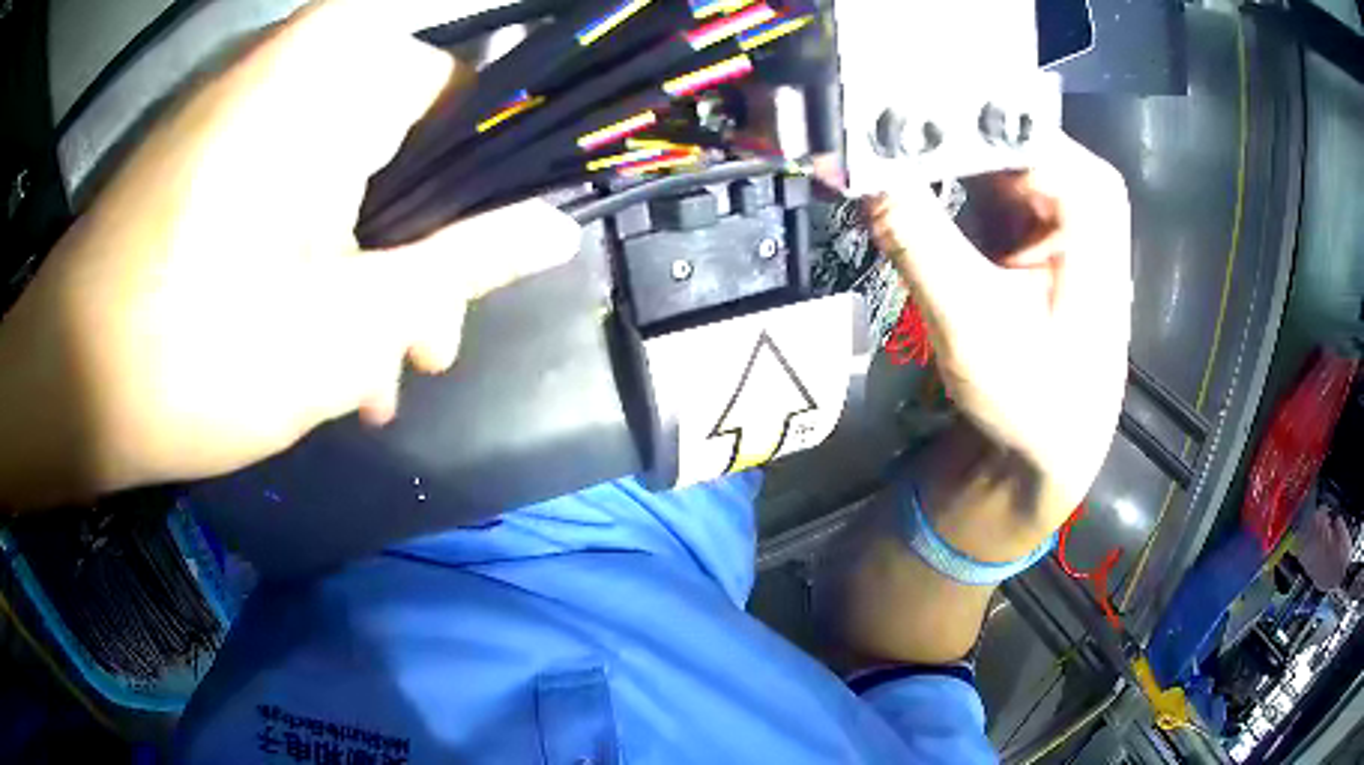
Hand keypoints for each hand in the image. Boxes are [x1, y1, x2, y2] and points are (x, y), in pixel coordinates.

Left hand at [0, 0, 579, 507]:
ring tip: (361, 379)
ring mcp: (244, 107)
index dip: (488, 187)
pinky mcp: (210, 152)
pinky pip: (289, 188)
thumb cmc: (199, 353)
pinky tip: (309, 349)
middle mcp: (296, 65)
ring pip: (344, 176)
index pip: (466, 98)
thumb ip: (467, 260)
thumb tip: (560, 225)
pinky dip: (308, 261)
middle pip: (402, 146)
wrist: (66, 384)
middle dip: (415, 255)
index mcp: (339, 73)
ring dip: (361, 276)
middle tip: (418, 353)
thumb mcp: (352, 321)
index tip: (489, 270)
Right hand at [869, 135, 1131, 528]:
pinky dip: (928, 172)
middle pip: (984, 123)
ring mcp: (1050, 192)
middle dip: (917, 126)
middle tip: (844, 126)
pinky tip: (891, 170)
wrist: (1052, 444)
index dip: (929, 112)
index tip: (860, 114)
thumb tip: (851, 162)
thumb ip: (916, 238)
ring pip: (971, 142)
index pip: (997, 121)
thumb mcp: (973, 324)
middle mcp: (1074, 178)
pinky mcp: (1025, 211)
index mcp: (1087, 195)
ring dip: (917, 147)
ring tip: (857, 143)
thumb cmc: (1035, 400)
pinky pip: (969, 171)